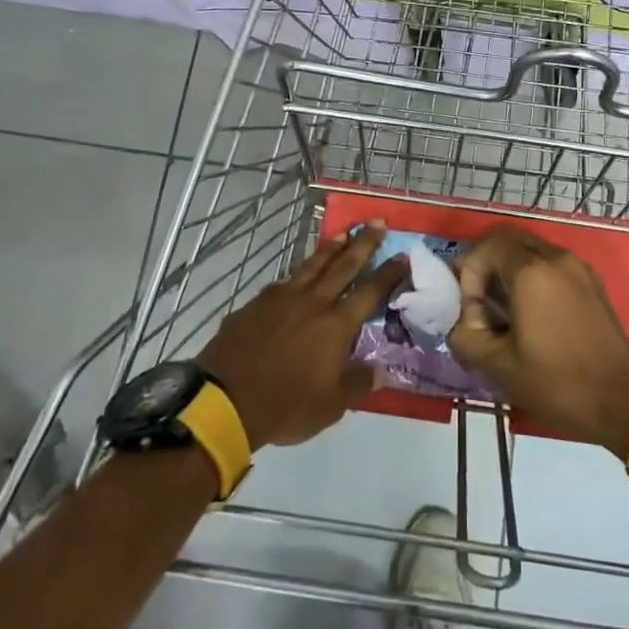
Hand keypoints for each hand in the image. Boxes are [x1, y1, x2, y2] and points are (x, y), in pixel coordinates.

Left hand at [198, 224, 404, 450]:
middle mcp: (312, 303)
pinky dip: (296, 274)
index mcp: (336, 325)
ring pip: (311, 266)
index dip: (388, 273)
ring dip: (329, 248)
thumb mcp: (331, 405)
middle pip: (343, 266)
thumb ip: (358, 384)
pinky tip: (296, 274)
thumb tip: (381, 372)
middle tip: (376, 222)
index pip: (370, 292)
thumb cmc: (286, 405)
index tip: (402, 254)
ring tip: (342, 233)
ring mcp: (281, 300)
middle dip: (363, 244)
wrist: (226, 400)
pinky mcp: (255, 305)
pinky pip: (282, 283)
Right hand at [448, 227, 628, 457]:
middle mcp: (557, 258)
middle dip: (486, 262)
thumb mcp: (498, 366)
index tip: (469, 308)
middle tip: (477, 298)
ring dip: (509, 268)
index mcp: (532, 272)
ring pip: (532, 250)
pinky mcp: (593, 284)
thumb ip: (465, 335)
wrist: (623, 405)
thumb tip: (461, 320)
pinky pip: (553, 264)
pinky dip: (533, 276)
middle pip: (509, 239)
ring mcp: (580, 269)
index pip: (487, 247)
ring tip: (501, 308)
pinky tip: (531, 313)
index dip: (468, 272)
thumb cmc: (558, 383)